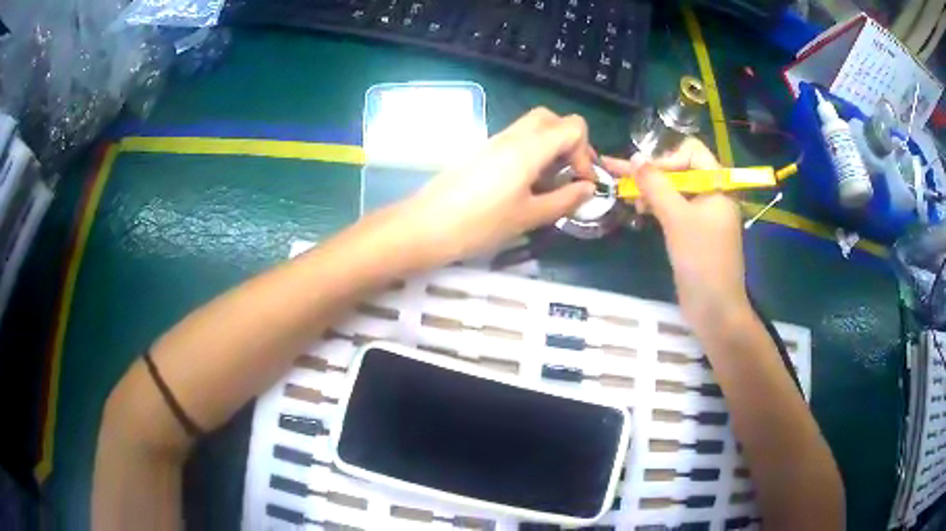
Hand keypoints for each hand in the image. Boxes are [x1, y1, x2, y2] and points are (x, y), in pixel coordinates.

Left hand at [400, 108, 595, 263]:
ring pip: (533, 127)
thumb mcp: (529, 217)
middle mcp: (513, 136)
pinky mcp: (482, 151)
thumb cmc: (480, 224)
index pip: (572, 126)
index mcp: (529, 148)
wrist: (426, 225)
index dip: (585, 152)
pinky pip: (516, 139)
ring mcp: (494, 141)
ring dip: (551, 146)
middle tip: (570, 174)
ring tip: (550, 182)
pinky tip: (528, 183)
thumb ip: (564, 200)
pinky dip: (533, 151)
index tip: (581, 181)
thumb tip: (589, 188)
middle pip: (552, 119)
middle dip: (570, 142)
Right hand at [602, 139, 748, 327]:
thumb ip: (655, 185)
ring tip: (629, 198)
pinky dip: (657, 207)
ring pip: (674, 190)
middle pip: (680, 169)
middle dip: (652, 173)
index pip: (691, 151)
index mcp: (717, 185)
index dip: (666, 157)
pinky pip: (674, 209)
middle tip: (622, 180)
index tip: (645, 173)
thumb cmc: (701, 260)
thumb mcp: (677, 218)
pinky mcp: (694, 232)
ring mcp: (704, 214)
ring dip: (651, 190)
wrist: (714, 308)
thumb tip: (635, 157)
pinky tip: (641, 211)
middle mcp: (712, 194)